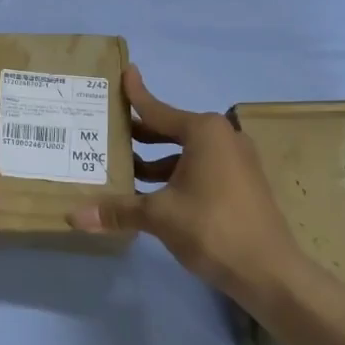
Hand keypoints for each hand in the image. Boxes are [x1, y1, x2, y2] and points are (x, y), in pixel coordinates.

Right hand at [68, 66, 297, 307]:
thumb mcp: (159, 215)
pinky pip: (200, 168)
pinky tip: (152, 192)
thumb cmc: (212, 228)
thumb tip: (73, 216)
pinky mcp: (242, 184)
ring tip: (123, 167)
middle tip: (108, 130)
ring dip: (156, 159)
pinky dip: (176, 173)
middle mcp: (223, 137)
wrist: (270, 273)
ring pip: (186, 152)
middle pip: (171, 129)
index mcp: (204, 131)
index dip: (136, 94)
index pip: (158, 109)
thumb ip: (117, 210)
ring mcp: (237, 161)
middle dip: (141, 132)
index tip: (125, 72)